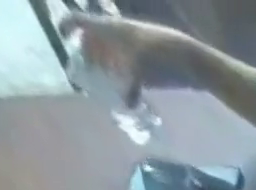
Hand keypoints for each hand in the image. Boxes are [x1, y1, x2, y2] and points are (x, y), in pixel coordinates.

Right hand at [59, 13, 179, 99]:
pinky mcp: (151, 68)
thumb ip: (128, 83)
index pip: (80, 20)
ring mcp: (135, 52)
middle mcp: (119, 36)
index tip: (61, 39)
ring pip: (114, 59)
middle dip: (88, 56)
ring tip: (105, 89)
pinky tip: (130, 100)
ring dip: (108, 72)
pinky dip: (129, 85)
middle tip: (85, 76)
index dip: (67, 26)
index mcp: (110, 27)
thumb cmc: (163, 56)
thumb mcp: (140, 65)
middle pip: (95, 42)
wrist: (193, 61)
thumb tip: (126, 103)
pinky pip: (133, 75)